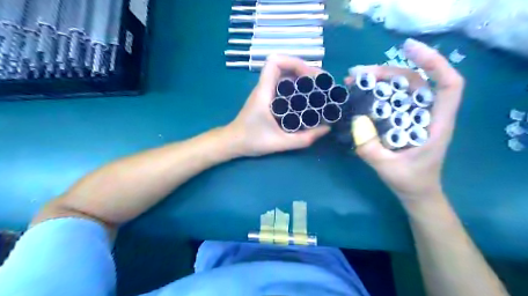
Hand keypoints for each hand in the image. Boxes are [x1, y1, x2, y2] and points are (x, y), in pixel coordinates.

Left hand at [226, 55, 328, 156]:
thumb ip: (304, 138)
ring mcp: (265, 92)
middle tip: (321, 84)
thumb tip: (327, 128)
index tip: (310, 77)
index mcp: (264, 92)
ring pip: (285, 75)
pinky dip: (296, 88)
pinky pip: (283, 86)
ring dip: (302, 79)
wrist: (233, 142)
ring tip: (318, 90)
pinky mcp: (267, 98)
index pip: (275, 62)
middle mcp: (264, 87)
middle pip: (284, 65)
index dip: (295, 62)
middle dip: (305, 70)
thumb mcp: (280, 143)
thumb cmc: (251, 141)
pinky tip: (306, 99)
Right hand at [349, 38, 462, 200]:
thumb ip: (371, 149)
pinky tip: (360, 94)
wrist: (416, 192)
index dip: (434, 62)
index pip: (448, 85)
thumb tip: (355, 122)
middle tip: (359, 73)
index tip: (408, 49)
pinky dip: (376, 94)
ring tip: (354, 80)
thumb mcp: (387, 168)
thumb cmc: (410, 181)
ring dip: (379, 81)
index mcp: (436, 123)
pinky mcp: (403, 121)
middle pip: (416, 82)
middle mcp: (428, 115)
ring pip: (402, 89)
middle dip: (388, 72)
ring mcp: (415, 117)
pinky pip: (392, 101)